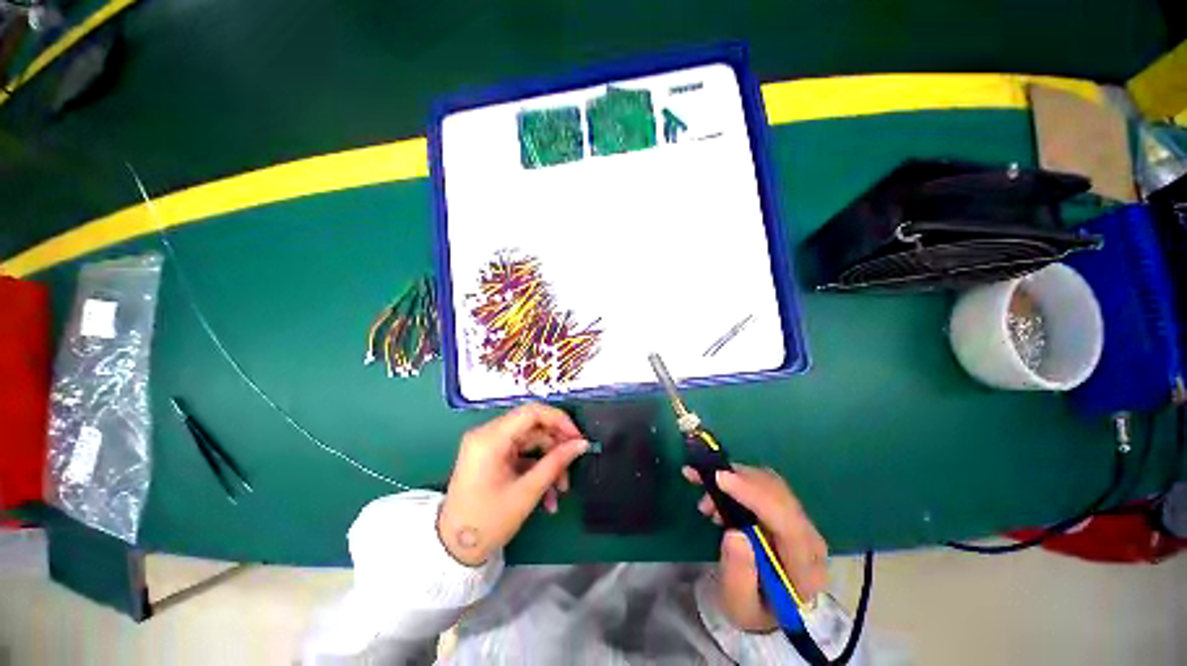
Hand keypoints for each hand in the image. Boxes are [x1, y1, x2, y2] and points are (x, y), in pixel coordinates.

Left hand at [438, 403, 588, 565]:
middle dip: (556, 448)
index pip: (532, 412)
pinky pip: (522, 454)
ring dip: (549, 463)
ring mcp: (489, 445)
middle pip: (533, 427)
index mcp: (490, 438)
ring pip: (531, 442)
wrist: (454, 550)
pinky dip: (537, 469)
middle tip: (574, 464)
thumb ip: (556, 462)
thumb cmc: (488, 522)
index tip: (578, 437)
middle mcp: (488, 434)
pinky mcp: (492, 456)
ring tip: (561, 491)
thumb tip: (581, 444)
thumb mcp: (527, 492)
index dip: (559, 420)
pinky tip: (548, 495)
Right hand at [683, 464, 828, 631]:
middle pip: (779, 496)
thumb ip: (738, 574)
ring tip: (707, 498)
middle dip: (739, 481)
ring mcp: (800, 521)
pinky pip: (764, 483)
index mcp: (806, 570)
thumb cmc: (753, 608)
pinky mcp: (787, 510)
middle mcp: (810, 540)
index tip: (720, 479)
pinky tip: (718, 489)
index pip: (787, 524)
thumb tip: (734, 534)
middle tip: (703, 481)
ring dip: (736, 478)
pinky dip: (739, 478)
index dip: (754, 495)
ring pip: (771, 483)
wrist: (768, 606)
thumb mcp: (739, 604)